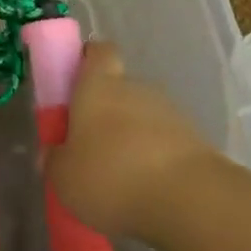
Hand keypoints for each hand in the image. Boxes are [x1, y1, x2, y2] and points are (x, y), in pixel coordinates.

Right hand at [45, 43, 216, 239]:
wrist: (186, 198)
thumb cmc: (111, 176)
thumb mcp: (63, 176)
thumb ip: (56, 159)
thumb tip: (56, 151)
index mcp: (98, 86)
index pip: (98, 52)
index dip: (88, 61)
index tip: (76, 83)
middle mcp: (135, 88)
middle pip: (119, 88)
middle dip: (106, 111)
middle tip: (91, 145)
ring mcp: (169, 111)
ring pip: (143, 116)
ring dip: (132, 136)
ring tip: (120, 175)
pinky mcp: (194, 138)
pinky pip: (164, 141)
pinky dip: (154, 157)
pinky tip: (145, 187)